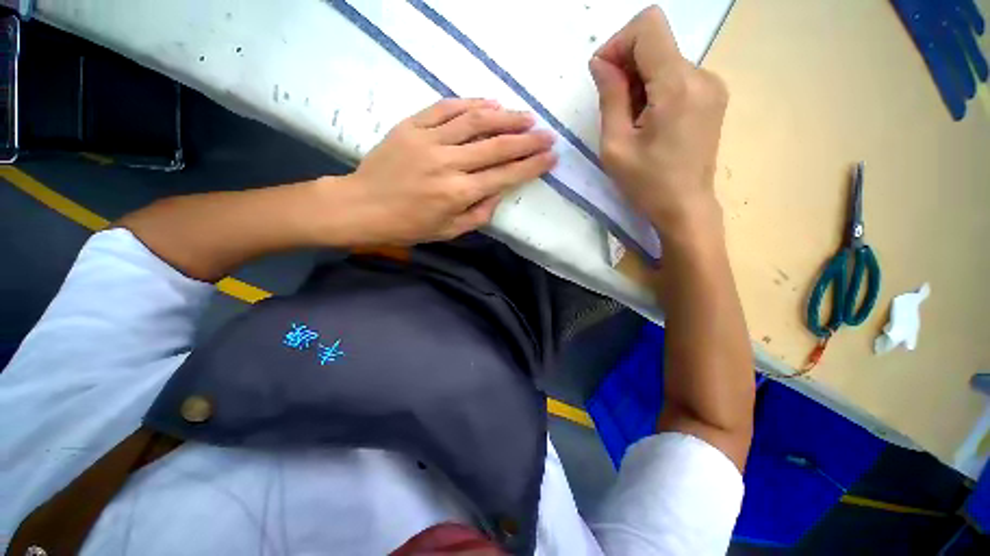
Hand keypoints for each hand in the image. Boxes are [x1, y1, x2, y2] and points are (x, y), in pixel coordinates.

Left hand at [316, 98, 555, 245]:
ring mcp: (428, 141)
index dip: (532, 165)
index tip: (551, 157)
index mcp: (459, 193)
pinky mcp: (411, 126)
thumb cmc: (408, 226)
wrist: (362, 206)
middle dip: (528, 139)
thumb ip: (479, 214)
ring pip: (475, 121)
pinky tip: (489, 103)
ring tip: (526, 116)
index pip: (505, 175)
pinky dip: (470, 103)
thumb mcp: (449, 232)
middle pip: (497, 145)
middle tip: (547, 134)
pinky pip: (445, 108)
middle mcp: (448, 164)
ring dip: (506, 116)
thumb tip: (500, 190)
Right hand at [590, 7, 727, 240]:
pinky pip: (677, 76)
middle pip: (656, 43)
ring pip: (665, 60)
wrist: (686, 207)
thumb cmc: (646, 183)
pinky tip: (649, 121)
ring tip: (632, 122)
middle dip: (627, 67)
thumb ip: (609, 97)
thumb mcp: (615, 145)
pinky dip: (656, 90)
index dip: (618, 43)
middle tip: (614, 107)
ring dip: (640, 82)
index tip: (602, 76)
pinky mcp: (712, 96)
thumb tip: (600, 63)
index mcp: (677, 85)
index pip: (648, 27)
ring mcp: (711, 85)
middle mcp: (702, 74)